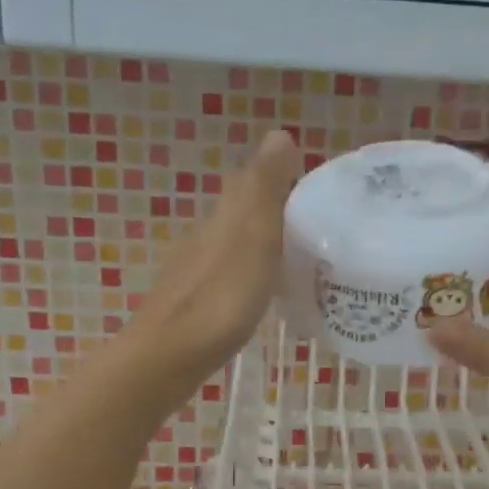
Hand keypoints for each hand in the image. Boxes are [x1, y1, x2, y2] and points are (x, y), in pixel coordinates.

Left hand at [120, 129, 300, 408]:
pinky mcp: (199, 299)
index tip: (318, 191)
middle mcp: (209, 233)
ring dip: (265, 243)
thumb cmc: (222, 295)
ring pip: (238, 243)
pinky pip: (233, 272)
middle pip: (245, 211)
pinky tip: (267, 291)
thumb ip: (266, 187)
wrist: (171, 354)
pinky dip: (254, 272)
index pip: (254, 181)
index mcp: (226, 214)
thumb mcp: (254, 235)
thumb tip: (280, 134)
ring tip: (301, 258)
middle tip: (318, 226)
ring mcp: (200, 268)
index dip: (283, 179)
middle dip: (277, 211)